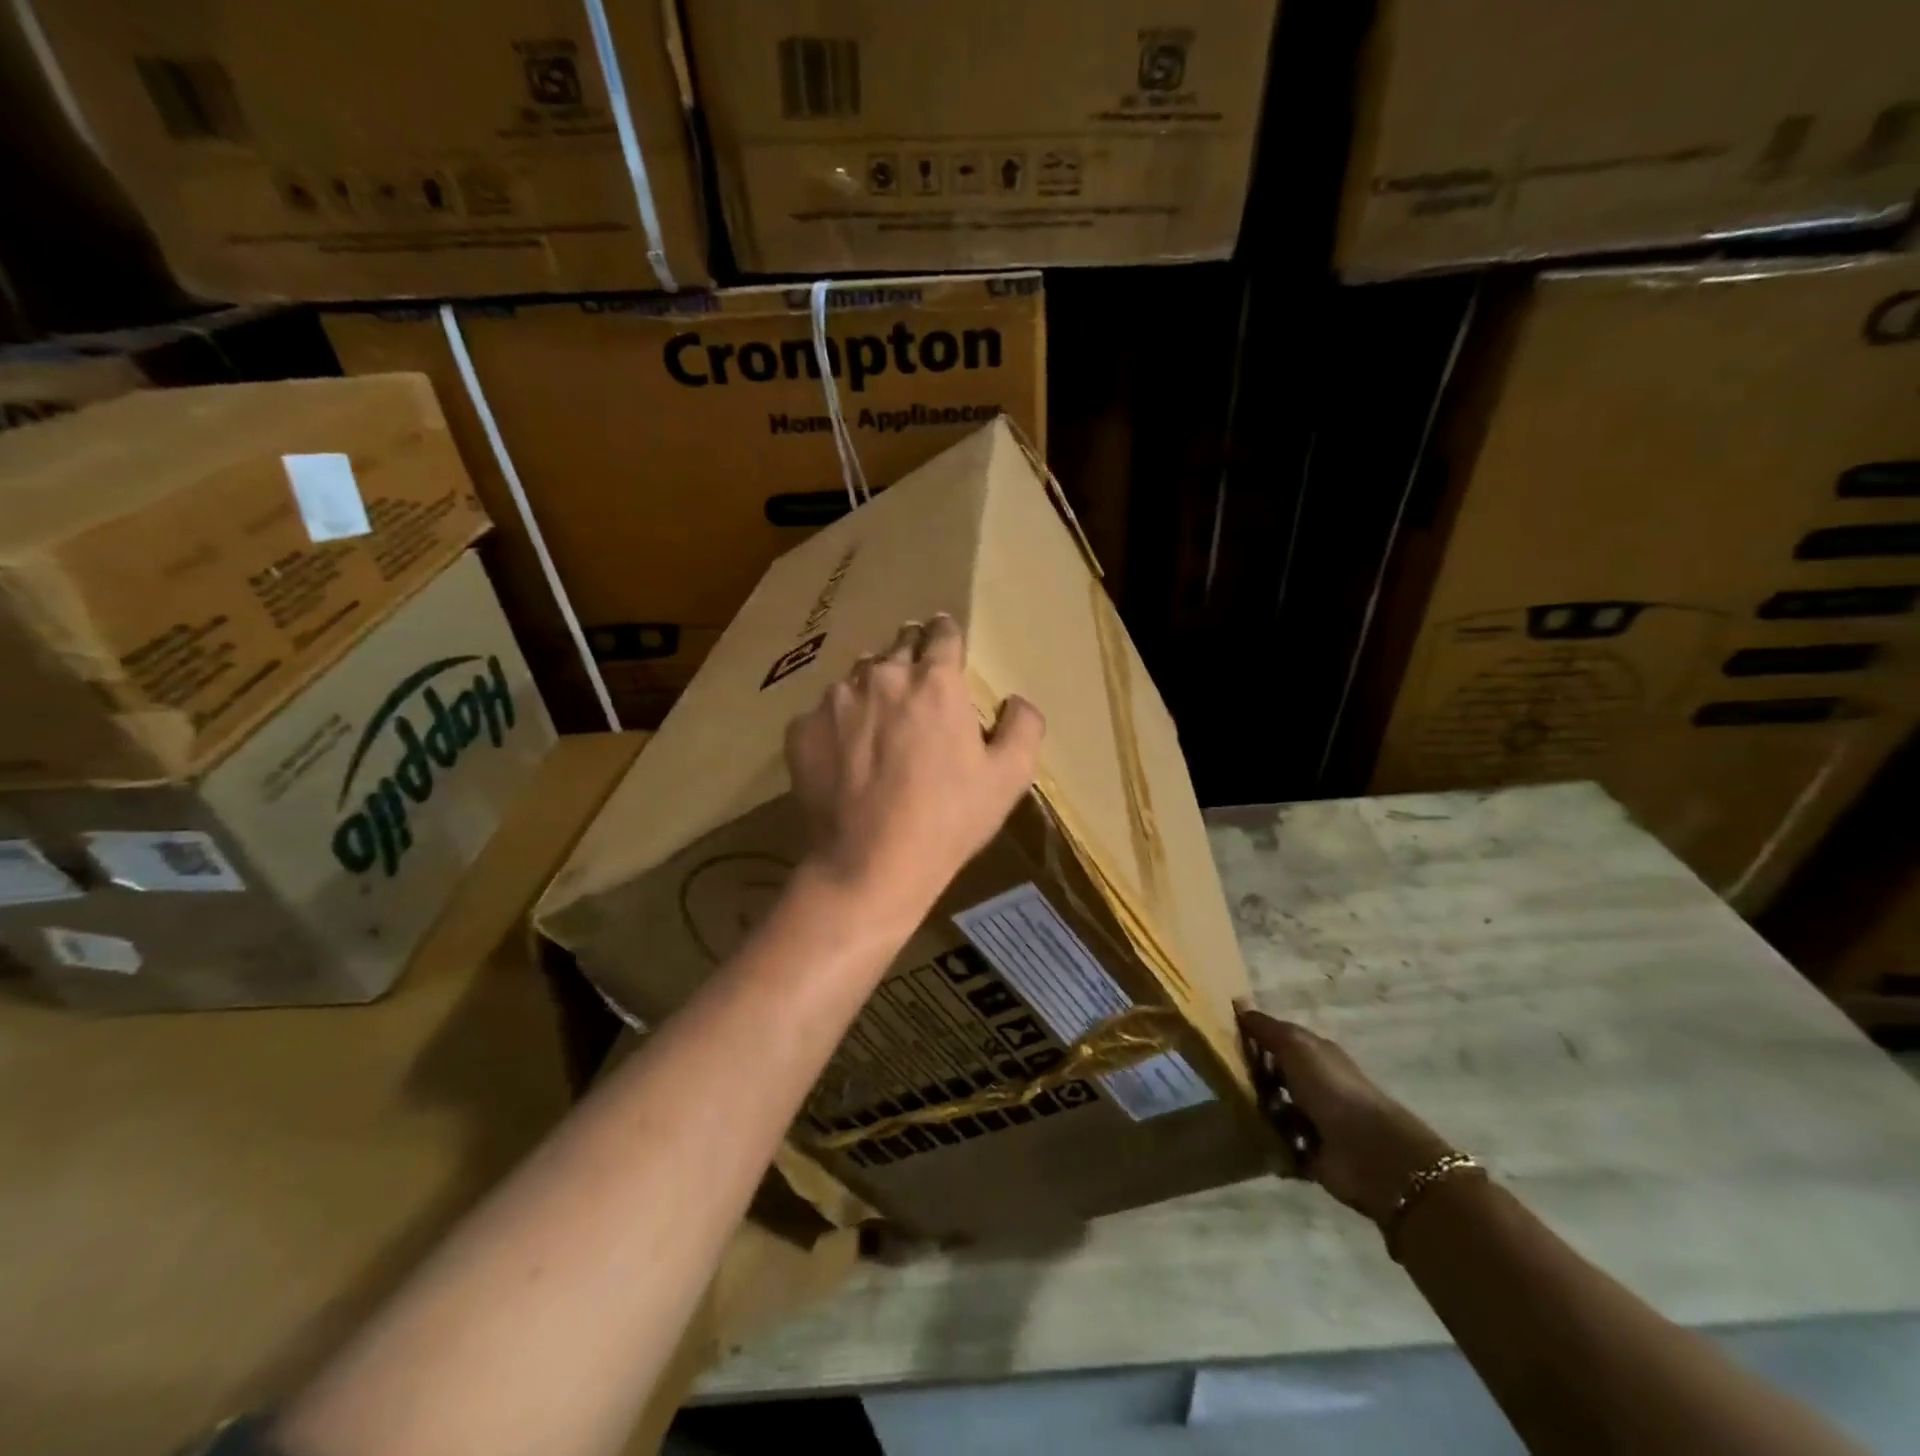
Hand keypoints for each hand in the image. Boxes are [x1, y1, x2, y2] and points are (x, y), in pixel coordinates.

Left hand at [785, 614, 1043, 918]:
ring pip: (857, 677)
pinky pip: (823, 714)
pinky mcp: (801, 729)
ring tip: (878, 723)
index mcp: (935, 681)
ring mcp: (834, 700)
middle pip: (898, 646)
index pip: (942, 633)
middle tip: (916, 685)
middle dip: (910, 656)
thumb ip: (1023, 726)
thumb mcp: (1009, 778)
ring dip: (872, 689)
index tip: (945, 643)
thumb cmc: (948, 820)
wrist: (869, 865)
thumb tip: (1015, 701)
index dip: (947, 635)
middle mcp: (882, 676)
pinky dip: (837, 725)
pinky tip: (845, 758)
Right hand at [1238, 1008, 1455, 1223]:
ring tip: (1230, 1110)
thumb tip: (1239, 1003)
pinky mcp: (1310, 1154)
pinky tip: (1247, 1138)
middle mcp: (1316, 1086)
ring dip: (1256, 1112)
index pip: (1279, 1042)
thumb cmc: (1330, 1088)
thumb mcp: (1295, 1046)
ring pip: (1274, 1111)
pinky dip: (1267, 1144)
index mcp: (1316, 1056)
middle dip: (1251, 1078)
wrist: (1368, 1151)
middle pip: (1275, 1077)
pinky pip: (1279, 1146)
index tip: (1223, 1040)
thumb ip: (1266, 1028)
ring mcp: (1314, 1121)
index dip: (1254, 1039)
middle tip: (1219, 1077)